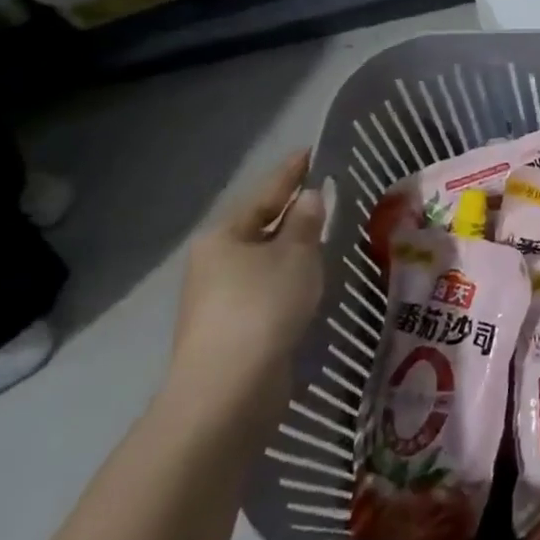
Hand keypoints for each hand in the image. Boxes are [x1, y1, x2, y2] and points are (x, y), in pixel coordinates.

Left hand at [167, 150, 326, 421]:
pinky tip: (309, 279)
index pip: (265, 192)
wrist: (229, 388)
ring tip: (324, 234)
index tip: (311, 151)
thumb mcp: (296, 255)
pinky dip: (287, 277)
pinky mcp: (231, 327)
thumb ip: (306, 222)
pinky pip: (265, 287)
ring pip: (263, 259)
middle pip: (259, 226)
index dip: (291, 172)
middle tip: (325, 193)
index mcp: (224, 235)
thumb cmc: (264, 305)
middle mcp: (214, 261)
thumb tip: (310, 197)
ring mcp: (218, 297)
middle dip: (291, 212)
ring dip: (291, 247)